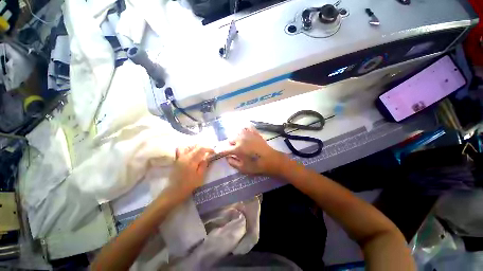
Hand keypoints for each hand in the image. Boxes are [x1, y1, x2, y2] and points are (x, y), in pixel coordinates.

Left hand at [169, 145, 213, 197]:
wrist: (173, 192)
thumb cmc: (188, 186)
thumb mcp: (200, 177)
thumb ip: (203, 166)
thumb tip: (206, 158)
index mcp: (192, 161)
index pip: (201, 149)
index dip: (209, 149)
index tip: (213, 152)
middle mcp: (185, 157)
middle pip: (195, 147)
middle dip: (203, 148)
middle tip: (208, 152)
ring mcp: (179, 158)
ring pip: (187, 147)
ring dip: (194, 148)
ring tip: (199, 152)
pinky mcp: (176, 161)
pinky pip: (180, 150)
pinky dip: (186, 149)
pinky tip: (189, 154)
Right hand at [219, 126, 287, 175]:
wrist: (271, 160)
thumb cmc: (256, 166)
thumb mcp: (242, 169)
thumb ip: (232, 162)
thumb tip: (227, 157)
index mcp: (237, 149)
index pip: (225, 149)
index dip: (220, 152)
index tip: (217, 153)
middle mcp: (241, 139)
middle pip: (230, 139)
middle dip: (230, 145)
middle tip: (234, 149)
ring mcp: (248, 134)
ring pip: (237, 132)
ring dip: (236, 137)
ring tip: (240, 142)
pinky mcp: (255, 133)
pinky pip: (248, 127)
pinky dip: (245, 129)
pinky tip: (245, 132)